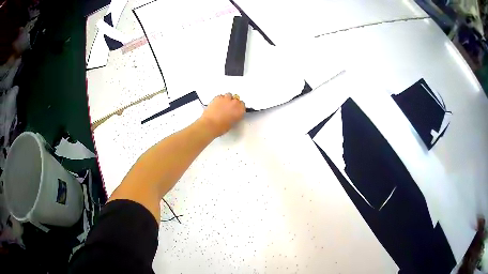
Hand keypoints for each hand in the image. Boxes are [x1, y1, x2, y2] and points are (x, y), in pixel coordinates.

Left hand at [199, 93, 245, 136]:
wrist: (211, 124)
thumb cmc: (221, 127)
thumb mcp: (232, 123)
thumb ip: (235, 116)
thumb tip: (232, 115)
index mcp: (240, 110)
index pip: (242, 105)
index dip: (238, 107)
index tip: (236, 109)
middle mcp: (235, 103)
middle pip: (236, 99)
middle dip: (233, 102)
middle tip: (228, 107)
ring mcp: (226, 99)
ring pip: (228, 95)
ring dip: (227, 98)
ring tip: (223, 104)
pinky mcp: (218, 97)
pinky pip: (220, 96)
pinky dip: (219, 99)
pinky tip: (217, 104)